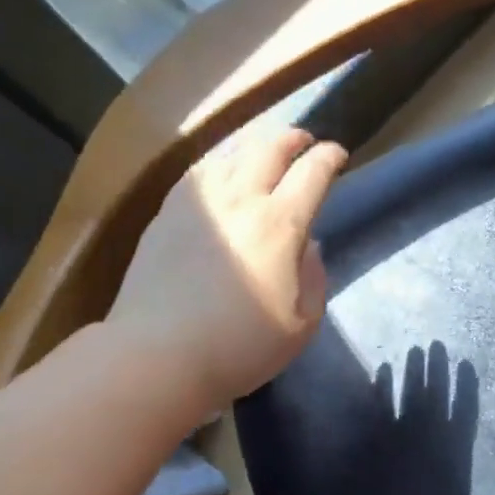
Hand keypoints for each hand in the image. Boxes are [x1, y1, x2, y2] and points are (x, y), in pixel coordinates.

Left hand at [109, 127, 346, 413]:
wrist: (156, 355)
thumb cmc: (238, 347)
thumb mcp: (301, 325)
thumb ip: (314, 278)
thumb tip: (307, 244)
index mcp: (280, 224)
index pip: (312, 172)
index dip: (329, 157)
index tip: (337, 156)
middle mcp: (241, 199)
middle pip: (271, 148)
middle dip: (294, 139)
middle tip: (305, 142)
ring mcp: (200, 202)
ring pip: (233, 154)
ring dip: (257, 148)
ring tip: (264, 156)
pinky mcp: (167, 213)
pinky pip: (200, 172)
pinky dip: (221, 164)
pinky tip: (221, 175)